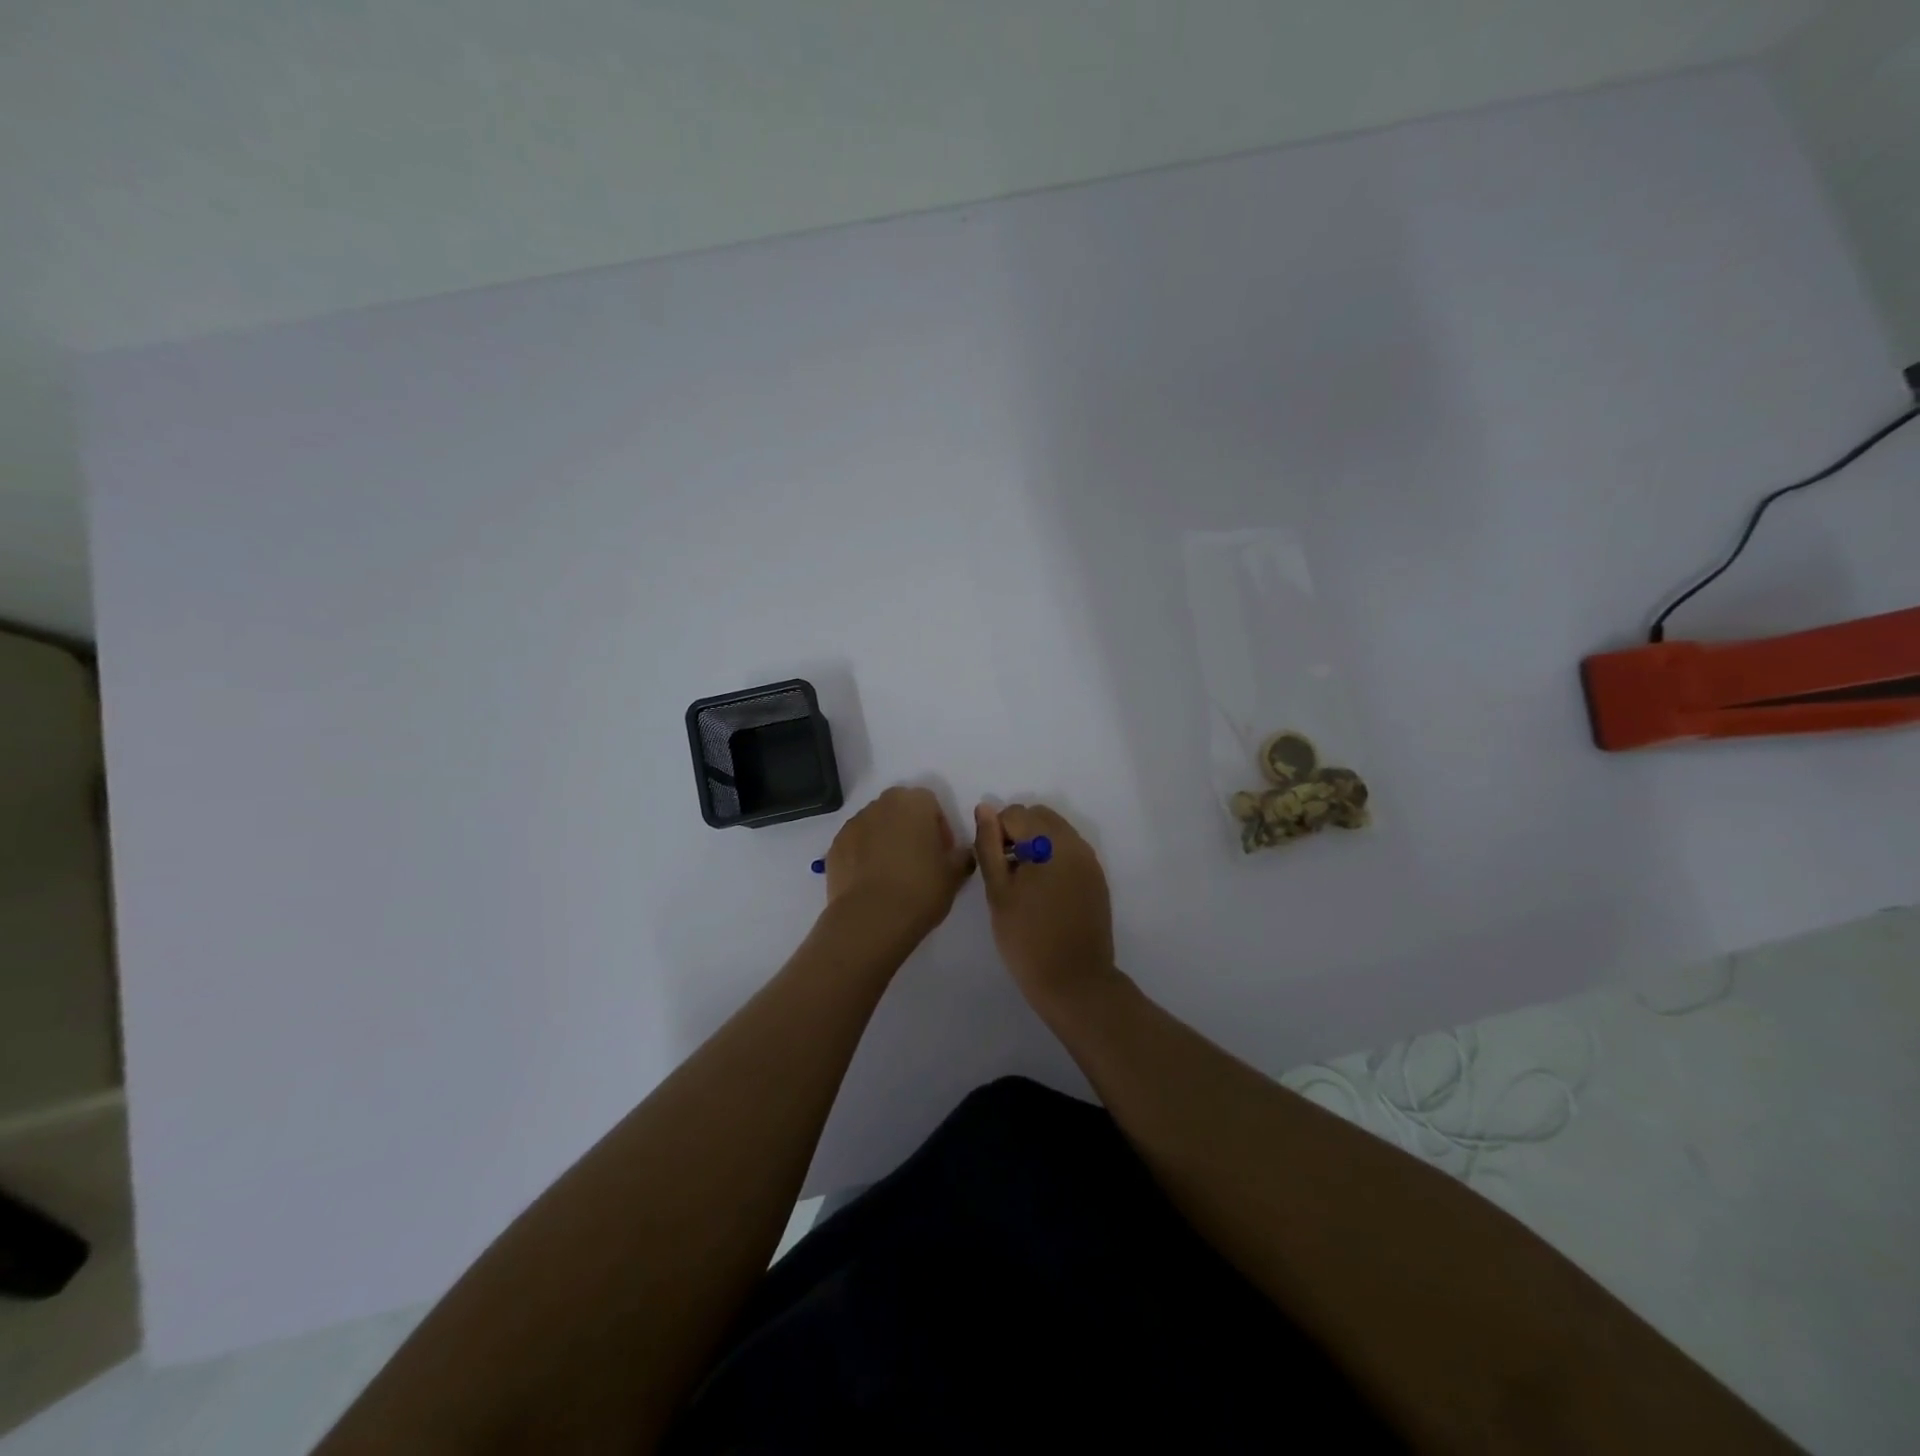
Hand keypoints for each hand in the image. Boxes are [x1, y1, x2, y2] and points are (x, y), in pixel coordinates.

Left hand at [822, 786, 975, 938]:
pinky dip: (864, 856)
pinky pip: (856, 845)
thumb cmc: (920, 889)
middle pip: (900, 810)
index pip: (931, 804)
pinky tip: (872, 883)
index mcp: (913, 803)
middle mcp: (881, 805)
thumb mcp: (954, 875)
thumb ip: (962, 856)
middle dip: (910, 829)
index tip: (942, 854)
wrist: (871, 919)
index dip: (939, 828)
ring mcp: (853, 824)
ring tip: (893, 875)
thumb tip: (962, 853)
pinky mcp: (834, 847)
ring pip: (876, 826)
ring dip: (886, 841)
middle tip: (920, 861)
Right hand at [973, 802, 1118, 1008]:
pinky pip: (1070, 852)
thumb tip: (984, 808)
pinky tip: (1043, 892)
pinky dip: (1053, 859)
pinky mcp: (1097, 878)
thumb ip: (989, 845)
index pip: (1015, 813)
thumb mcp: (998, 891)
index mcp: (1049, 842)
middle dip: (1018, 833)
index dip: (996, 833)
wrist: (1074, 981)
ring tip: (1023, 883)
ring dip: (1036, 845)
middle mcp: (1074, 843)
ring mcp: (1090, 861)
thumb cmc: (1026, 938)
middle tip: (1005, 871)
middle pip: (1038, 817)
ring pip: (1056, 832)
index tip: (993, 865)